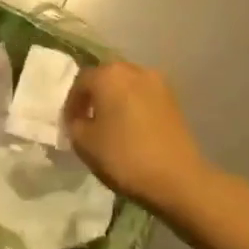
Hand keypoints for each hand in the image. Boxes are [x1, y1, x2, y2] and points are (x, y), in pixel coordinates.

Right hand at [65, 62, 211, 214]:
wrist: (178, 179)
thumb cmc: (124, 157)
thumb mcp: (84, 143)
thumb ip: (74, 123)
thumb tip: (80, 118)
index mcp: (108, 74)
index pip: (80, 82)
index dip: (71, 104)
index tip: (70, 124)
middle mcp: (133, 70)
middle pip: (105, 77)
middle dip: (94, 96)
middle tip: (87, 120)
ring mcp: (158, 82)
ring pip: (126, 85)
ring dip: (115, 99)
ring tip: (110, 124)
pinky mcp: (174, 99)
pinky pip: (144, 96)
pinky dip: (134, 106)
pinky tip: (131, 128)